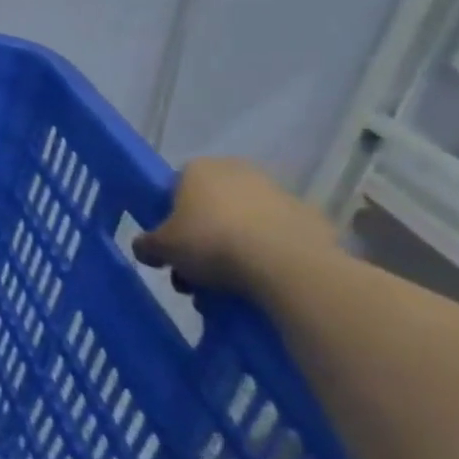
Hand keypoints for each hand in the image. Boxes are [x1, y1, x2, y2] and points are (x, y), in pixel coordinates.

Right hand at [132, 157, 336, 297]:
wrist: (287, 266)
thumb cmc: (210, 243)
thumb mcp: (161, 248)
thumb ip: (146, 245)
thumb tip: (146, 249)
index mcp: (199, 168)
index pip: (175, 188)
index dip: (170, 218)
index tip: (171, 245)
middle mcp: (239, 172)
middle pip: (210, 208)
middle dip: (201, 240)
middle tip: (195, 273)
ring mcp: (280, 194)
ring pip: (244, 224)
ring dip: (233, 251)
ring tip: (226, 289)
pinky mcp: (312, 221)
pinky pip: (277, 240)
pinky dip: (268, 257)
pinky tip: (260, 284)